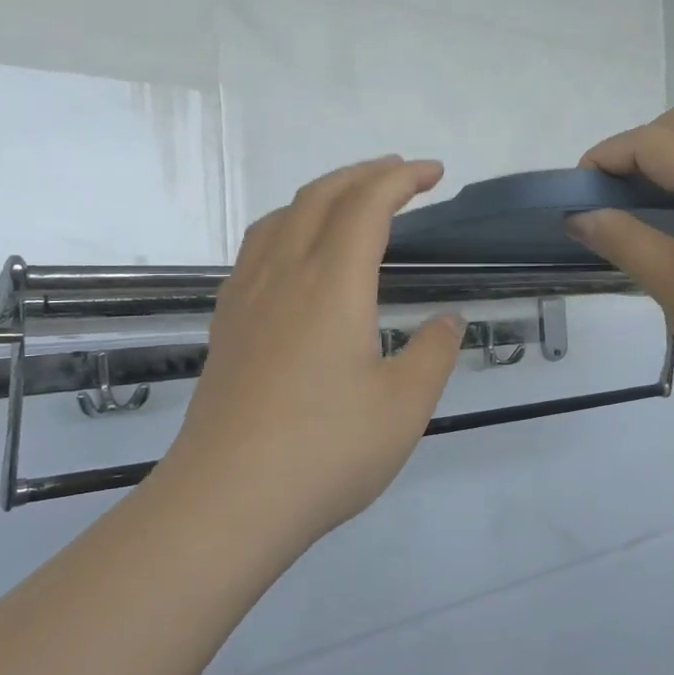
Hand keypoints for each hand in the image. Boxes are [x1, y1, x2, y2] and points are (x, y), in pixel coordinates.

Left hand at [156, 157, 466, 547]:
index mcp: (333, 284)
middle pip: (321, 196)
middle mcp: (284, 274)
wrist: (226, 501)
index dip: (402, 178)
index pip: (368, 205)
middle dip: (365, 174)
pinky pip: (258, 247)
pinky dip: (289, 224)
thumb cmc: (327, 451)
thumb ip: (434, 353)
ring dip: (323, 194)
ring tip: (352, 200)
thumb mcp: (405, 406)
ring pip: (282, 216)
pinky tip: (297, 253)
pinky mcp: (228, 324)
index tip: (434, 173)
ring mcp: (247, 297)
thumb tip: (447, 321)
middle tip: (401, 173)